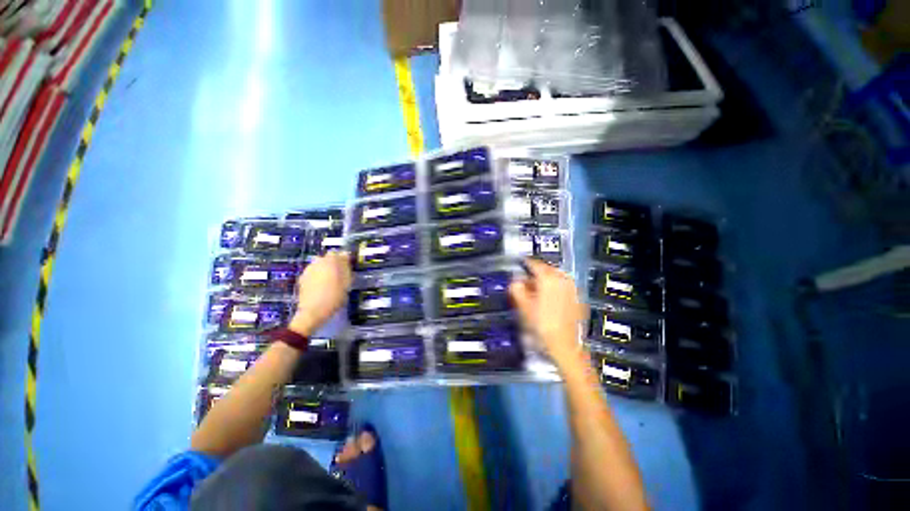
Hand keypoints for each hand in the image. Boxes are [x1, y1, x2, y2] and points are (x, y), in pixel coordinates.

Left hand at [289, 251, 351, 335]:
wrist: (313, 311)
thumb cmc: (334, 296)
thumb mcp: (347, 282)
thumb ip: (346, 267)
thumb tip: (346, 257)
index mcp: (331, 260)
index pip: (341, 253)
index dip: (345, 259)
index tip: (349, 267)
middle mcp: (318, 262)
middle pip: (328, 258)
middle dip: (334, 264)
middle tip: (341, 274)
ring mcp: (308, 269)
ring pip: (320, 265)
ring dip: (325, 270)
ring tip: (331, 281)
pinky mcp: (302, 278)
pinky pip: (313, 273)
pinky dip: (318, 276)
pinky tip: (322, 287)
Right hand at [509, 259, 586, 367]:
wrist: (565, 346)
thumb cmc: (543, 327)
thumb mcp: (523, 307)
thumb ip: (517, 289)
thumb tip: (515, 281)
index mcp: (549, 279)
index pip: (535, 263)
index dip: (525, 263)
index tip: (520, 264)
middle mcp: (563, 280)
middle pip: (547, 269)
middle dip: (536, 273)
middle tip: (526, 281)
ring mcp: (573, 289)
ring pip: (556, 277)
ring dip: (546, 280)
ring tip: (537, 291)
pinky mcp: (578, 298)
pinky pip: (564, 286)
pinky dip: (555, 288)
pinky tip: (549, 299)